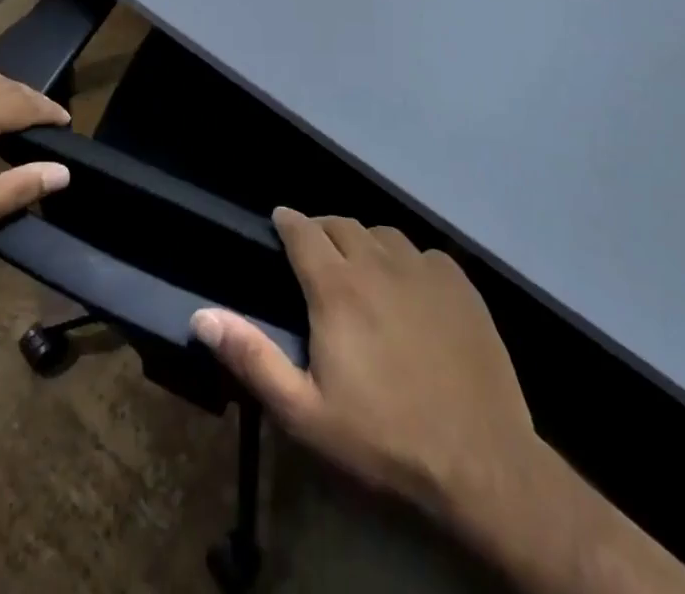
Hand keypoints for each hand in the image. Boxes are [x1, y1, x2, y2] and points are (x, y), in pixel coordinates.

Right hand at [191, 210, 539, 525]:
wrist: (482, 464)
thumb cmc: (384, 440)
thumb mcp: (306, 413)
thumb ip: (252, 358)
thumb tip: (202, 315)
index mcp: (336, 287)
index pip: (303, 229)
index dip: (287, 221)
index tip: (279, 223)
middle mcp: (377, 262)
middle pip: (341, 223)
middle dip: (322, 230)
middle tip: (315, 256)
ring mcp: (423, 269)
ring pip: (382, 234)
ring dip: (364, 243)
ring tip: (361, 270)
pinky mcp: (460, 284)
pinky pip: (423, 253)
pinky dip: (406, 260)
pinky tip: (409, 289)